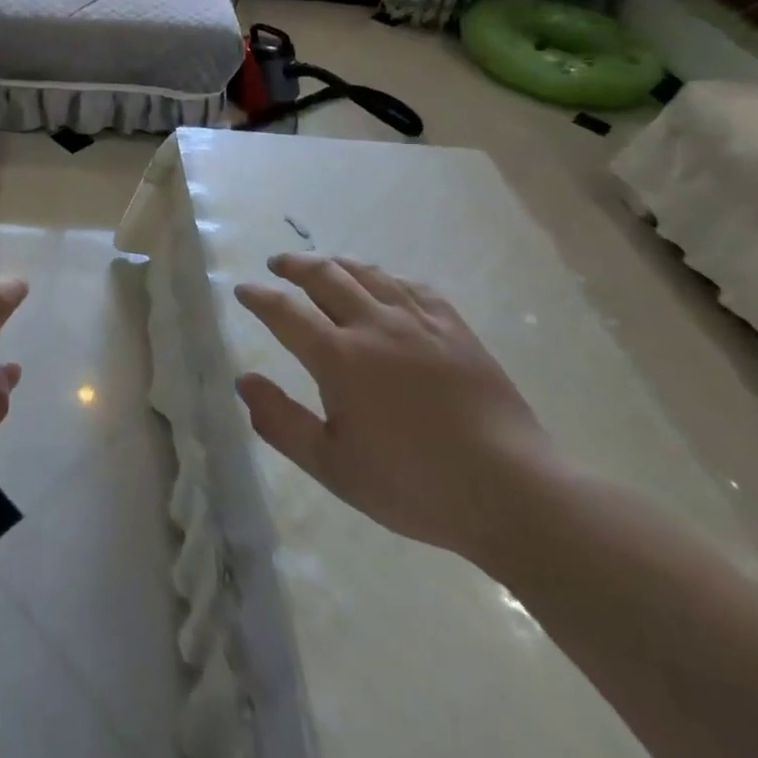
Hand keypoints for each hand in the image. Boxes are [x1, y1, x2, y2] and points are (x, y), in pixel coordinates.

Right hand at [233, 254, 563, 562]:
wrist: (513, 493)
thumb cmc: (414, 486)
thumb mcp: (333, 467)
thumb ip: (281, 422)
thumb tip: (244, 381)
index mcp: (339, 358)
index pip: (285, 312)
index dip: (259, 297)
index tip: (243, 290)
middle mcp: (374, 325)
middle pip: (324, 277)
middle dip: (294, 266)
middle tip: (277, 265)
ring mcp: (418, 322)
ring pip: (367, 273)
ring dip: (336, 263)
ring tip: (322, 265)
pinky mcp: (454, 328)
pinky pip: (411, 286)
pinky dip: (386, 278)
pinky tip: (383, 284)